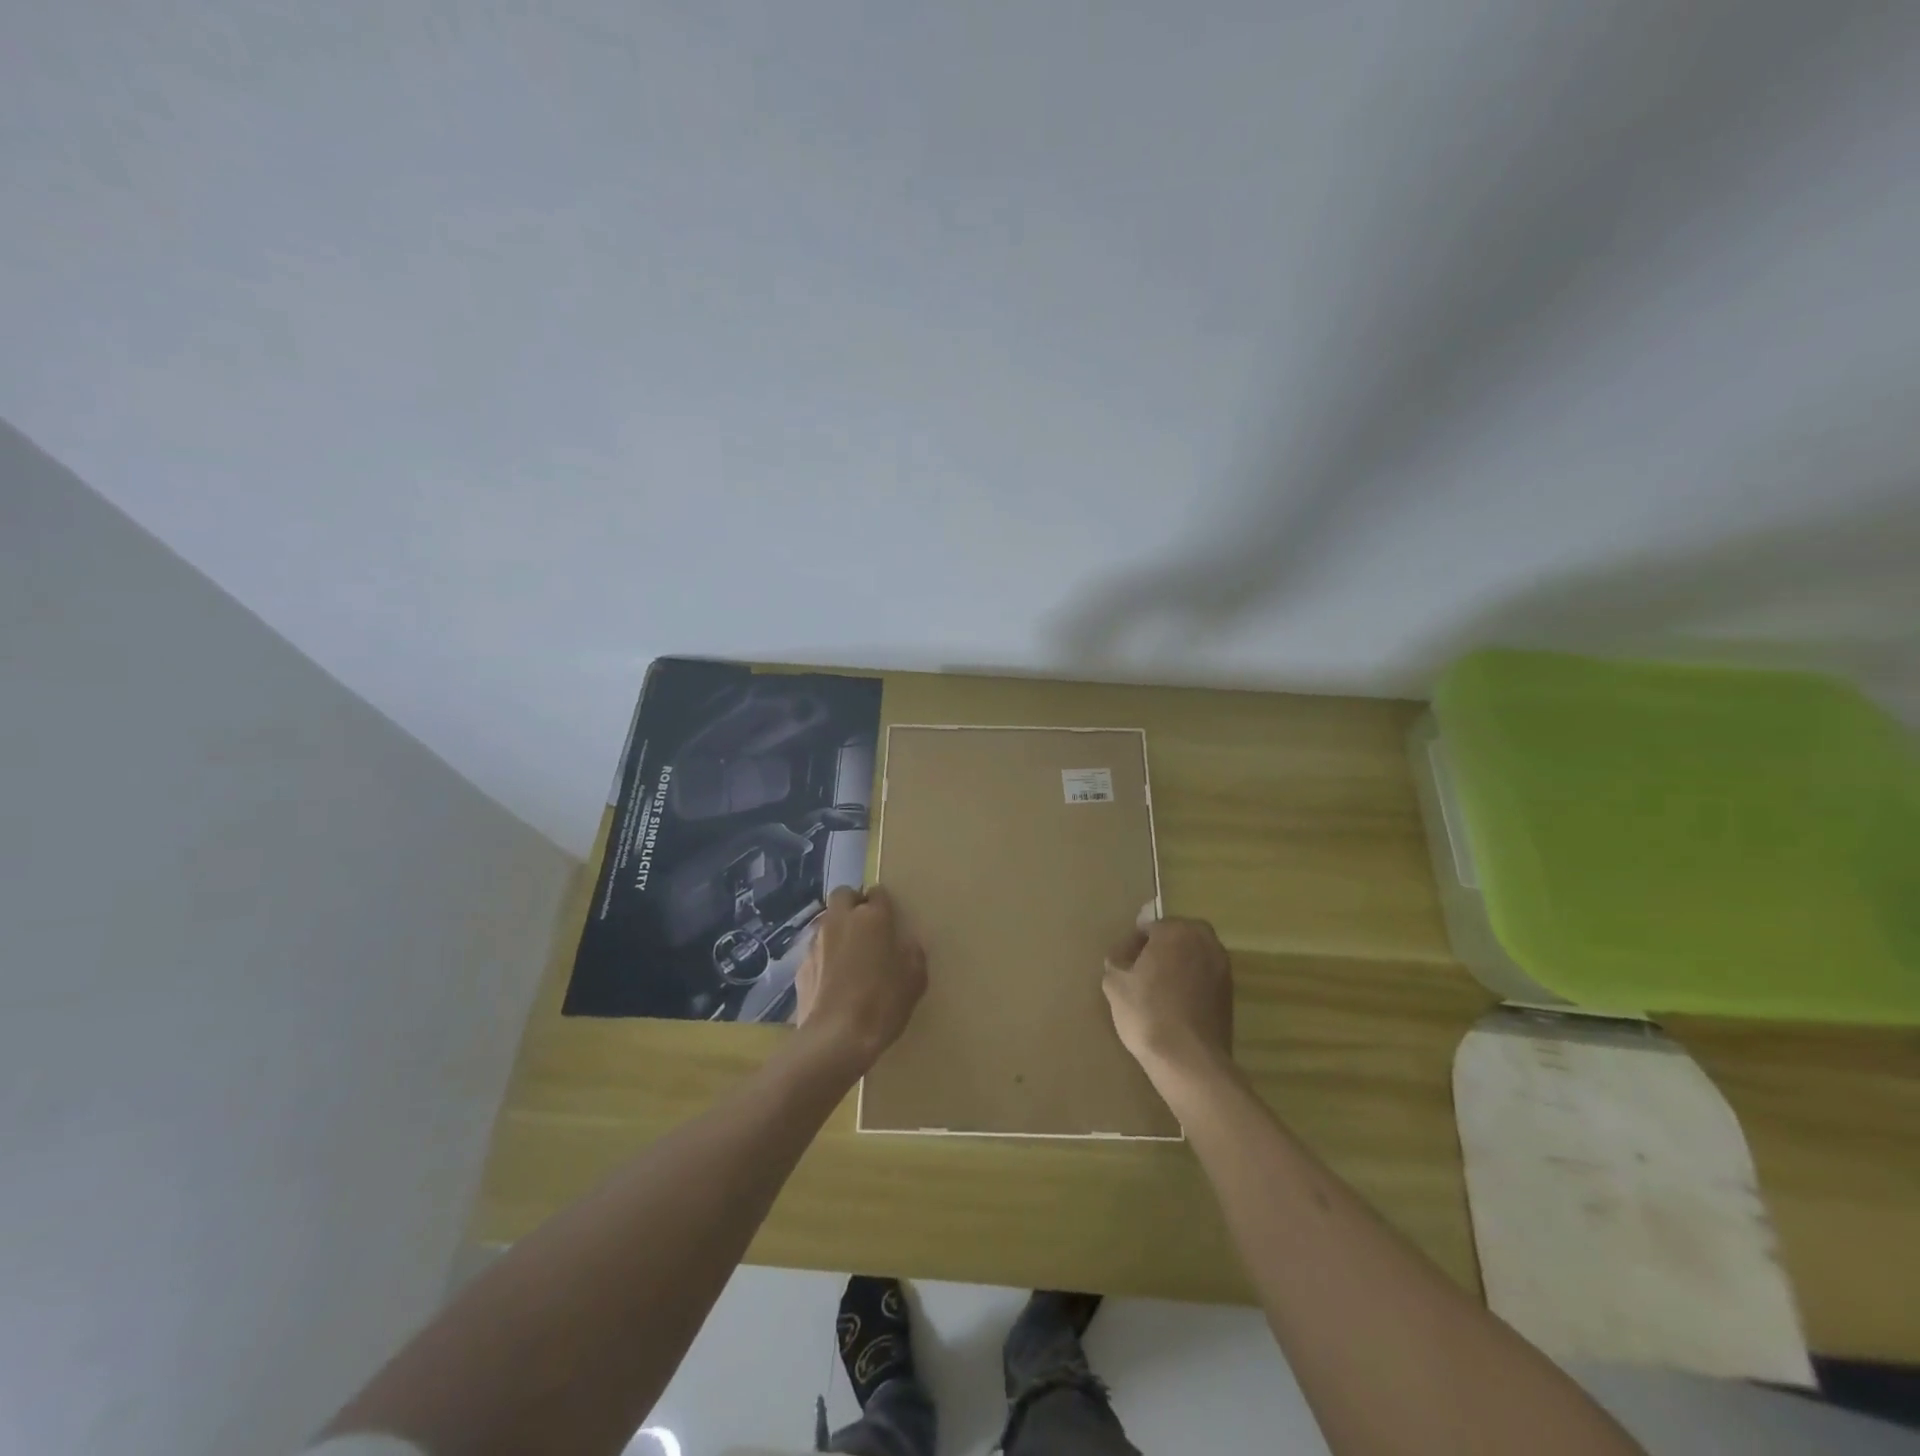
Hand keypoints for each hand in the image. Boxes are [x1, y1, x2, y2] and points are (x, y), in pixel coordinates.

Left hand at [795, 885, 926, 1072]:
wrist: (835, 1039)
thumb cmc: (882, 1004)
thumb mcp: (915, 979)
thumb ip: (912, 953)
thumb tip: (905, 944)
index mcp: (872, 918)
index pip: (877, 892)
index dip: (883, 903)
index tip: (889, 918)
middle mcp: (841, 921)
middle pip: (844, 895)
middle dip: (854, 904)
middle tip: (866, 928)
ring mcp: (816, 942)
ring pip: (826, 921)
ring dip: (837, 930)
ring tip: (849, 956)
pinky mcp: (801, 965)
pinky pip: (815, 950)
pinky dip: (824, 957)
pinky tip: (832, 980)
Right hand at [1103, 909, 1233, 1084]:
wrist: (1189, 1059)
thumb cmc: (1147, 1012)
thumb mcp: (1115, 983)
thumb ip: (1116, 960)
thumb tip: (1122, 956)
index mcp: (1176, 930)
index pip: (1149, 928)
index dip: (1133, 945)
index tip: (1123, 964)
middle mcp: (1205, 941)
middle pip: (1177, 937)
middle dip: (1160, 949)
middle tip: (1141, 973)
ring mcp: (1222, 967)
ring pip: (1193, 956)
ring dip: (1178, 965)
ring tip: (1159, 990)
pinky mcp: (1230, 993)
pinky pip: (1204, 977)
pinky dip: (1191, 983)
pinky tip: (1176, 1004)